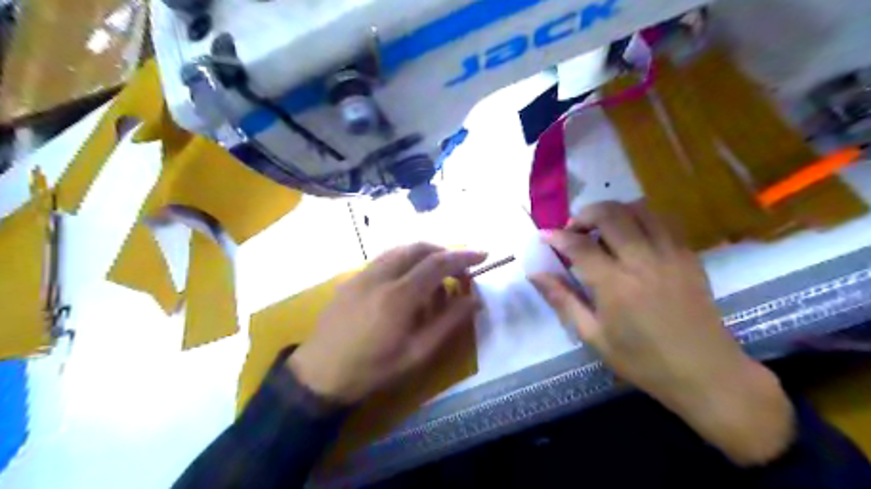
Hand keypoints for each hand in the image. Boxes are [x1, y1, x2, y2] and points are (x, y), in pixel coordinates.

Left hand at [289, 242, 486, 402]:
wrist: (319, 374)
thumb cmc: (372, 369)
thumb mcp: (417, 353)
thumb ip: (448, 323)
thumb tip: (474, 299)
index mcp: (399, 296)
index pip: (438, 263)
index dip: (464, 256)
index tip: (483, 255)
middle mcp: (380, 275)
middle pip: (419, 248)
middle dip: (444, 252)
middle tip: (459, 270)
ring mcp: (362, 274)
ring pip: (400, 249)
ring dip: (424, 254)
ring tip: (436, 276)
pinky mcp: (351, 279)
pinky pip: (384, 259)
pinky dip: (404, 260)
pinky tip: (408, 282)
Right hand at [528, 202, 793, 465]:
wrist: (706, 372)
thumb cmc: (643, 360)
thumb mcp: (593, 336)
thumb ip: (563, 300)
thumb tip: (535, 274)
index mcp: (615, 285)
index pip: (579, 245)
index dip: (557, 236)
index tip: (545, 236)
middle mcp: (642, 261)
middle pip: (610, 214)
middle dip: (584, 215)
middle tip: (574, 231)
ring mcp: (670, 255)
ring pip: (639, 209)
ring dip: (614, 212)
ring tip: (603, 230)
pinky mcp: (689, 256)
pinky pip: (663, 221)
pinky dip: (641, 219)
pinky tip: (633, 237)